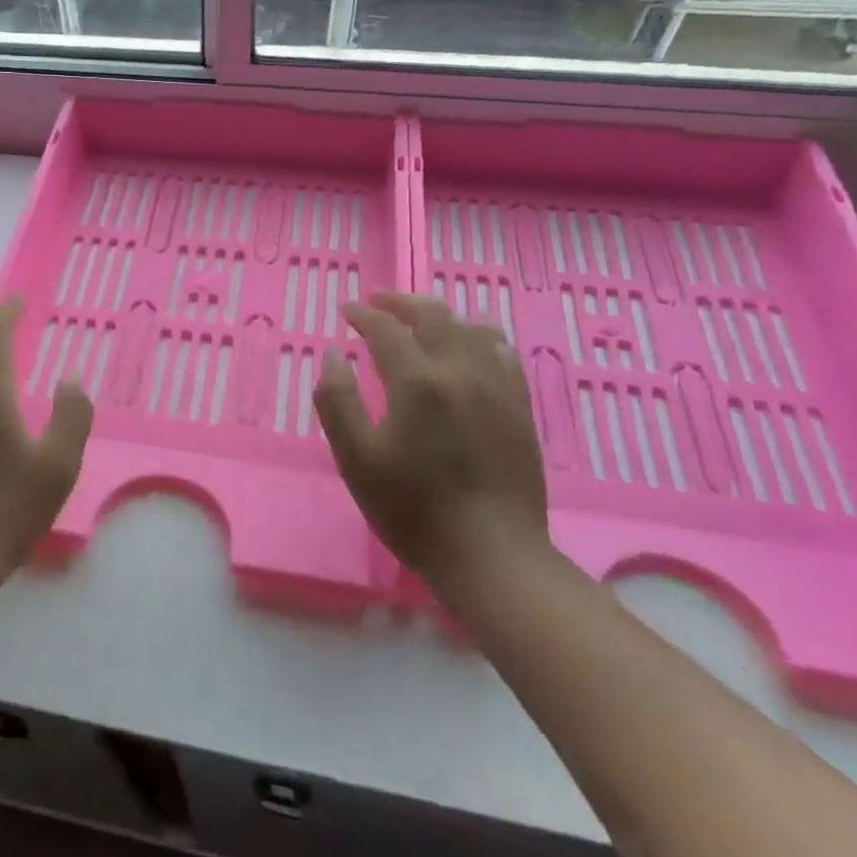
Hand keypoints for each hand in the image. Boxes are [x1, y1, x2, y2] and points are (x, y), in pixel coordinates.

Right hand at [313, 292, 549, 591]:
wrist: (490, 554)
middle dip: (402, 302)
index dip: (363, 314)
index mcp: (417, 381)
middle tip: (379, 302)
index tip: (347, 310)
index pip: (386, 329)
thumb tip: (335, 355)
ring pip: (472, 327)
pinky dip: (480, 337)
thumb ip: (337, 401)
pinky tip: (471, 346)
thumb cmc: (412, 509)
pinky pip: (503, 353)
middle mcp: (461, 371)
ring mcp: (497, 387)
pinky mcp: (520, 407)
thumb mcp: (356, 459)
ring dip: (441, 315)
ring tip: (421, 320)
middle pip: (434, 315)